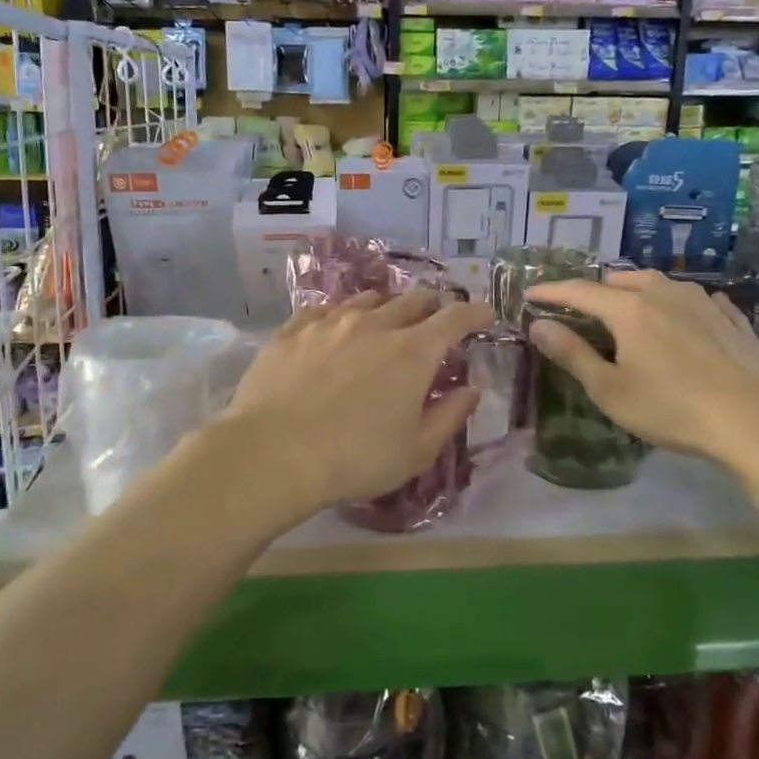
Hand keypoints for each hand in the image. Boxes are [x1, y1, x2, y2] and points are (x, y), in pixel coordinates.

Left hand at [221, 291, 492, 517]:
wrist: (273, 453)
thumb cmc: (355, 459)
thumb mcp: (416, 450)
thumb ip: (450, 414)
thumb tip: (472, 389)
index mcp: (413, 352)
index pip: (455, 318)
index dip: (475, 312)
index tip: (486, 312)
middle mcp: (375, 325)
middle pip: (413, 299)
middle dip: (432, 304)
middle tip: (436, 317)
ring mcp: (330, 323)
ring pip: (367, 300)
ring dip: (386, 306)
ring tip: (386, 319)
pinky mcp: (292, 330)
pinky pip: (323, 310)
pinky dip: (340, 314)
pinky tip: (334, 327)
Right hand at [527, 269, 758, 474]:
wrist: (756, 420)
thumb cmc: (672, 408)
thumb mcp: (611, 389)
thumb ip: (572, 354)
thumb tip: (539, 326)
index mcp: (629, 309)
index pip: (580, 291)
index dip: (552, 292)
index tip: (531, 294)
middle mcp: (664, 294)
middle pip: (622, 280)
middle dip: (596, 289)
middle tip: (581, 307)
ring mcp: (703, 302)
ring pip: (660, 284)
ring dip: (637, 290)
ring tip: (629, 306)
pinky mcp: (732, 319)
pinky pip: (697, 300)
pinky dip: (679, 304)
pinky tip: (686, 315)